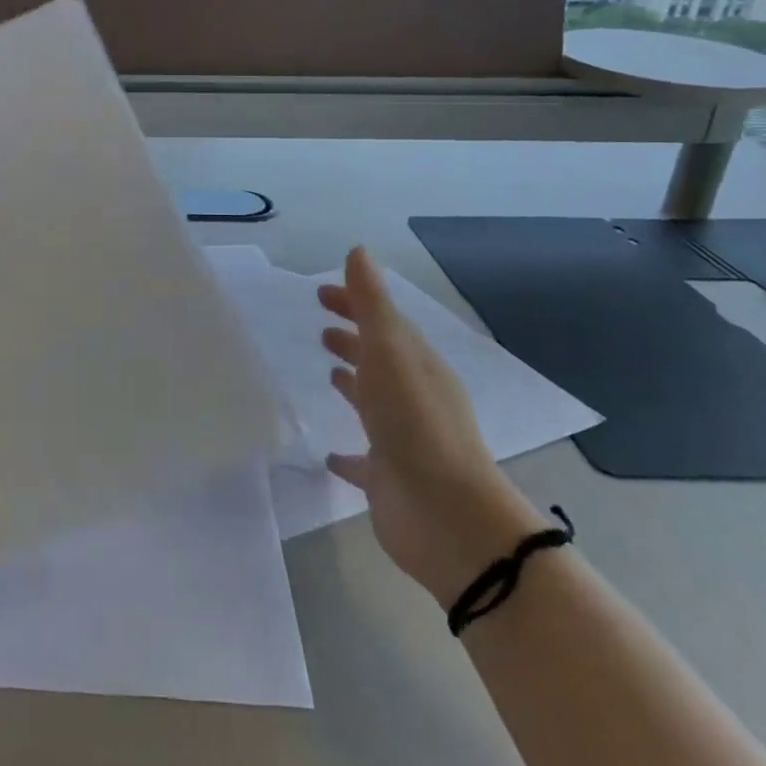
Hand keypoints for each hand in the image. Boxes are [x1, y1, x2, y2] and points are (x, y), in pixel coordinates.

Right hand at [319, 246, 543, 605]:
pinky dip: (345, 453)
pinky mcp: (387, 478)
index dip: (353, 303)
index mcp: (415, 364)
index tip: (319, 293)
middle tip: (320, 330)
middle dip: (353, 340)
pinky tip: (327, 453)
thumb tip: (358, 251)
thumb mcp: (390, 350)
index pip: (381, 321)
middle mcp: (411, 397)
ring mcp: (401, 439)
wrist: (446, 514)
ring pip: (373, 403)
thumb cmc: (415, 421)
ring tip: (327, 373)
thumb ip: (371, 302)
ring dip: (353, 385)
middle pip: (379, 359)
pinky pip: (361, 459)